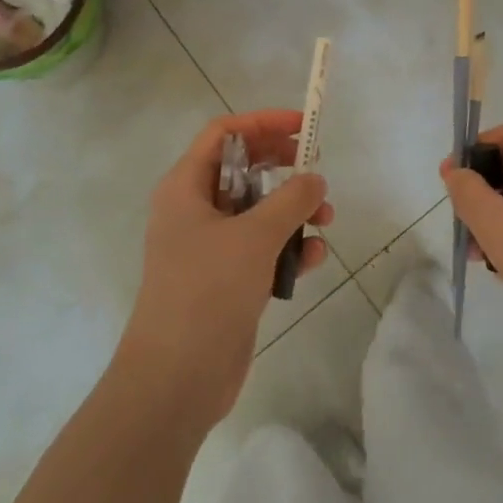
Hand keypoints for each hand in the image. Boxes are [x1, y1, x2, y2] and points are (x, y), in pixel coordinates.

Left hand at [118, 110, 332, 424]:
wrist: (176, 379)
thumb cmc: (207, 291)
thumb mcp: (254, 237)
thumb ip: (291, 200)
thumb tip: (314, 179)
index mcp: (185, 187)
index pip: (224, 133)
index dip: (263, 123)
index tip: (303, 127)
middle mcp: (194, 210)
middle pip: (244, 170)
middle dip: (284, 168)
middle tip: (317, 169)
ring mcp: (210, 247)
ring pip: (257, 211)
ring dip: (293, 211)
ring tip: (326, 218)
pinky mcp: (226, 280)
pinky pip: (262, 249)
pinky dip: (288, 248)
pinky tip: (314, 259)